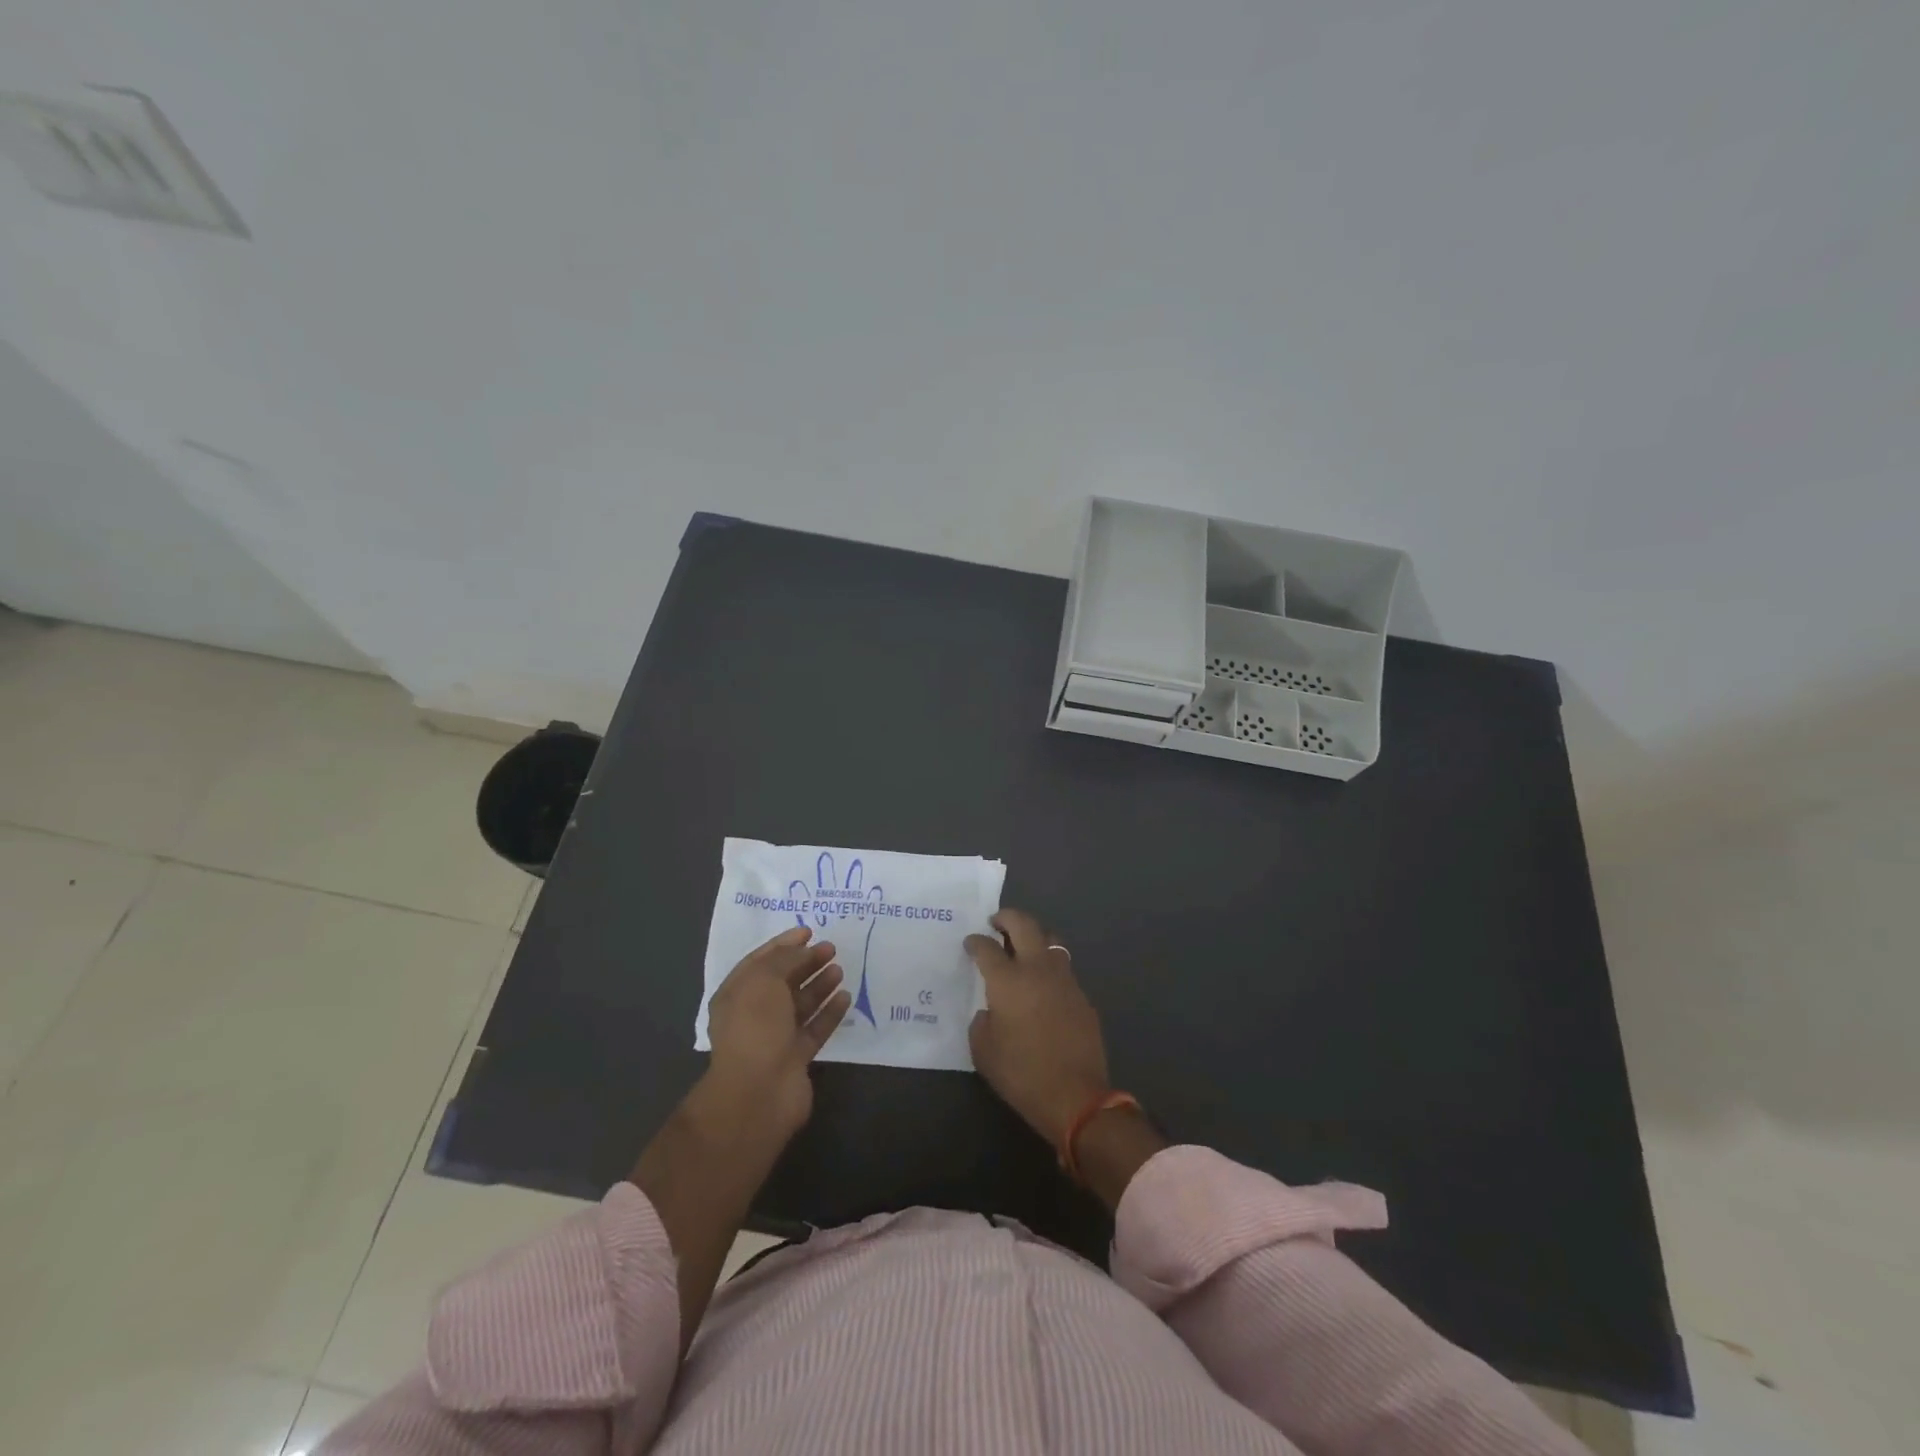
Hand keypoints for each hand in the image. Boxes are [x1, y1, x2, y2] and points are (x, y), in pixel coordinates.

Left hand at [704, 925, 851, 1138]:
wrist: (758, 1092)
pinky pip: (815, 1028)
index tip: (809, 931)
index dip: (783, 944)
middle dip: (805, 962)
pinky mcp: (796, 1058)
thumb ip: (784, 960)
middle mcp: (754, 1014)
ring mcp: (775, 1038)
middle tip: (831, 948)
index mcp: (736, 993)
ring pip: (800, 1005)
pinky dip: (830, 1012)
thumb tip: (803, 952)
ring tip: (840, 969)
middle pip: (783, 981)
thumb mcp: (764, 980)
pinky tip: (846, 997)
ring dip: (819, 985)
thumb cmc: (755, 1027)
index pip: (760, 961)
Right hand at [964, 909, 1111, 1147]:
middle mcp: (1037, 969)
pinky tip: (1042, 984)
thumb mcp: (983, 1051)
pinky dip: (1049, 966)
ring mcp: (1064, 980)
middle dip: (1007, 917)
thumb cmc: (1021, 1074)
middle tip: (996, 922)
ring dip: (1033, 937)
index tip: (970, 943)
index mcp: (1008, 981)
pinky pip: (1063, 968)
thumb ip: (982, 1022)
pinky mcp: (1082, 996)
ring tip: (1022, 948)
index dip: (975, 941)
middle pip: (1024, 925)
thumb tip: (991, 1011)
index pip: (986, 947)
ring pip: (1050, 940)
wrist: (1076, 1096)